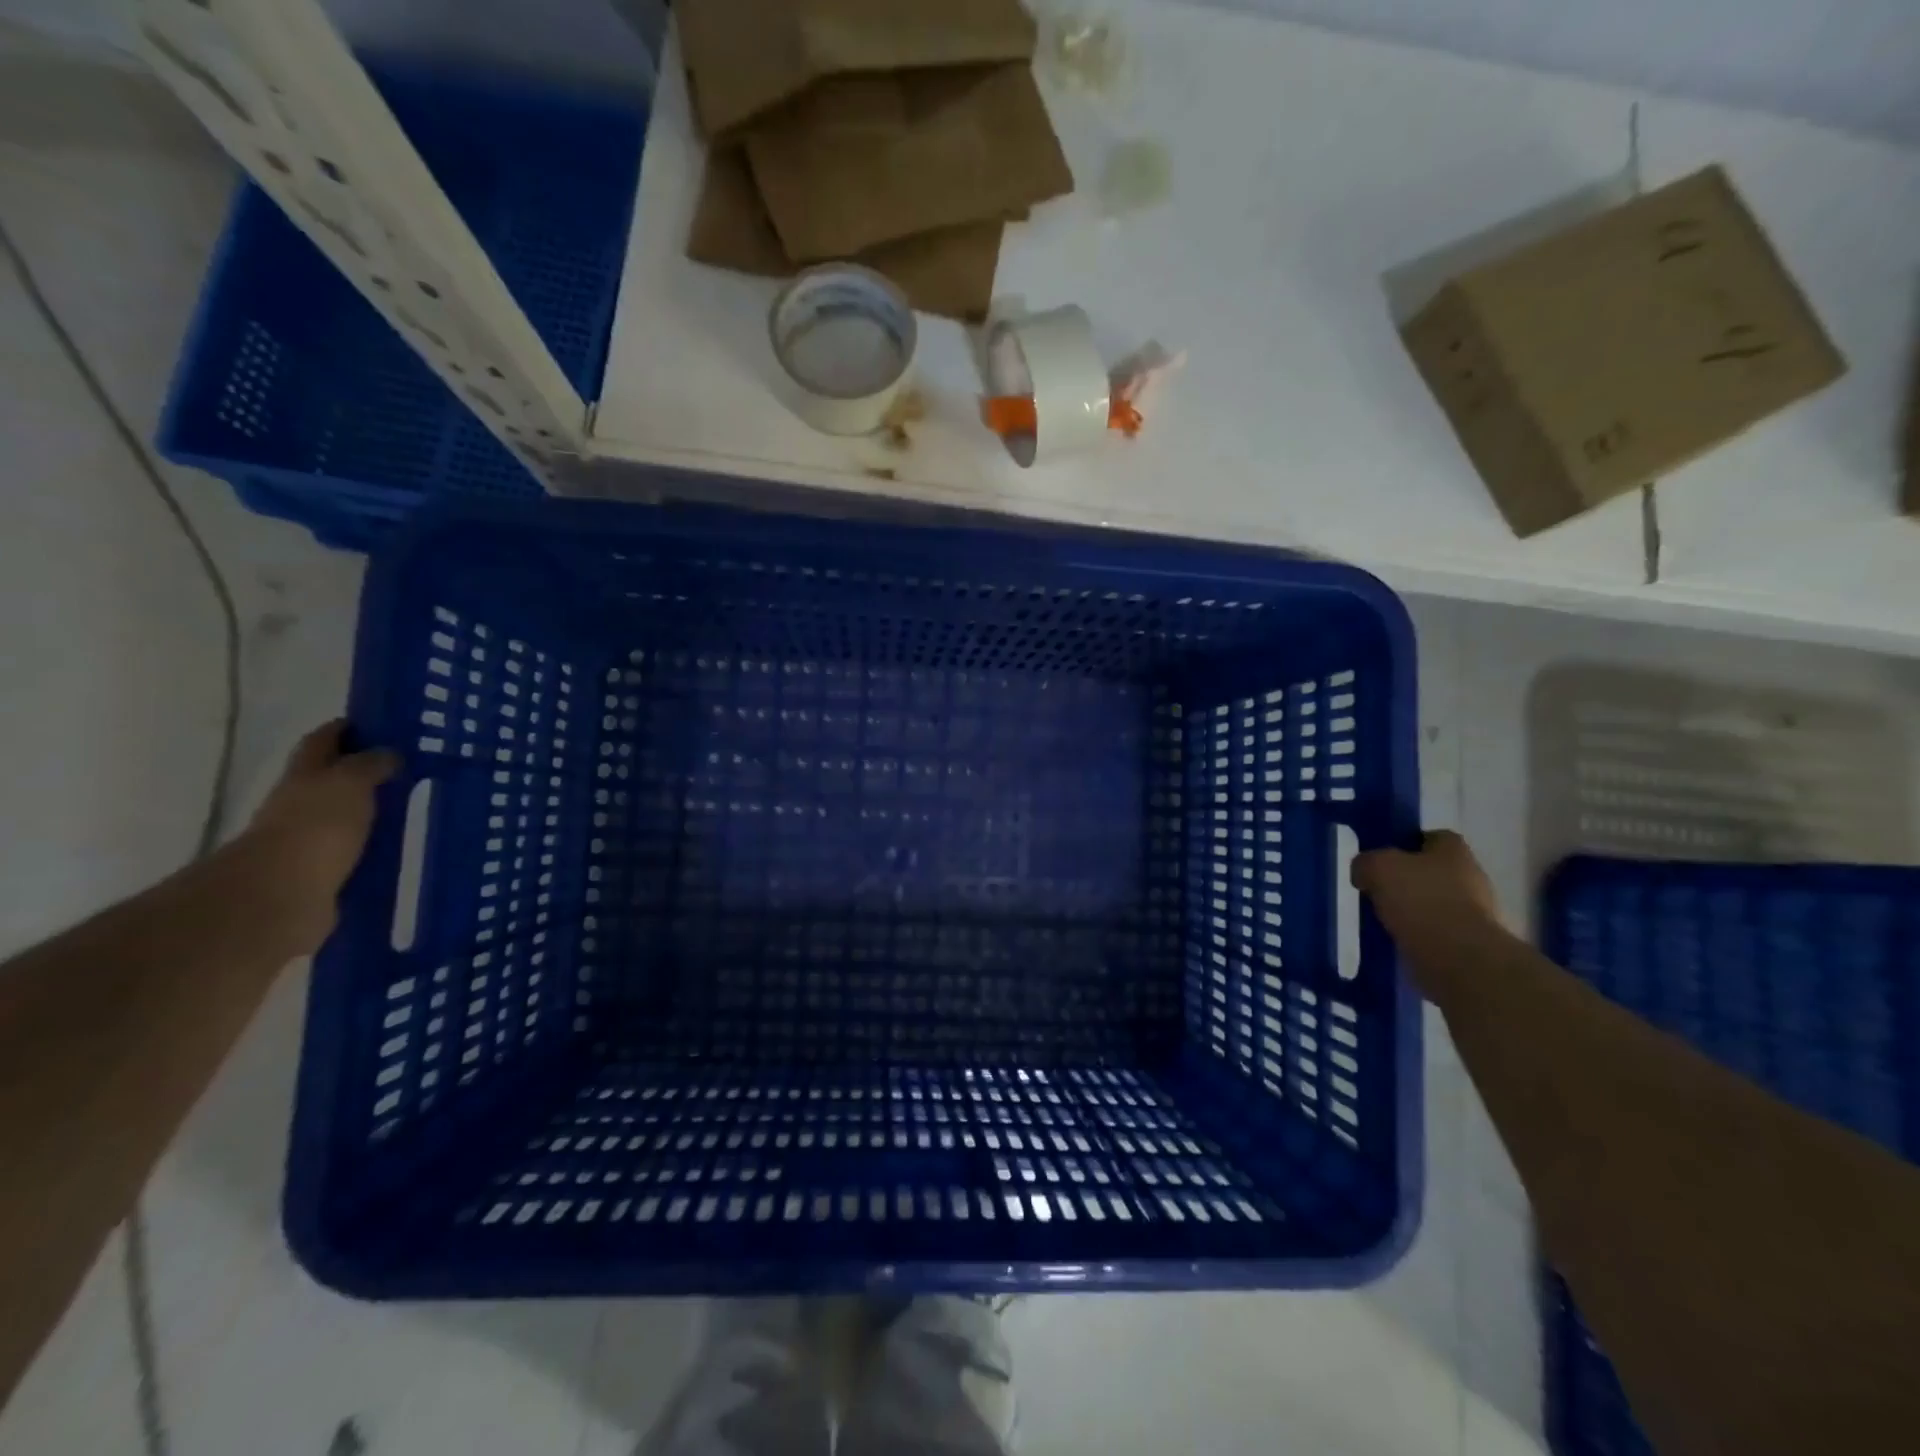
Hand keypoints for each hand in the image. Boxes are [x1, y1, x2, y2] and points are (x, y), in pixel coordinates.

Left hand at [241, 721, 399, 951]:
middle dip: (361, 770)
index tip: (379, 723)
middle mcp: (301, 803)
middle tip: (405, 766)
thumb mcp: (350, 783)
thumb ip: (370, 765)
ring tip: (410, 807)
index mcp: (305, 776)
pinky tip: (398, 846)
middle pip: (330, 778)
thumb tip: (389, 753)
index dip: (346, 729)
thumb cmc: (316, 827)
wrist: (282, 896)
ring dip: (369, 810)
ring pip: (344, 815)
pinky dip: (372, 844)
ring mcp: (310, 839)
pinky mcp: (323, 872)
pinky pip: (354, 850)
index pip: (323, 741)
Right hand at [1351, 831, 1504, 994]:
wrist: (1457, 958)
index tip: (1382, 857)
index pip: (1432, 837)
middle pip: (1434, 871)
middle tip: (1378, 888)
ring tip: (1383, 918)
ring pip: (1435, 902)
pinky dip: (1419, 935)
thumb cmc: (1420, 899)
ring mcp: (1476, 912)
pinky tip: (1398, 940)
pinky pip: (1437, 931)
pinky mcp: (1471, 943)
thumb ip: (1366, 862)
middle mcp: (1471, 876)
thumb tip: (1364, 872)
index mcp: (1454, 850)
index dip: (1406, 843)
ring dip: (1413, 909)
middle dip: (1409, 879)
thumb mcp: (1378, 868)